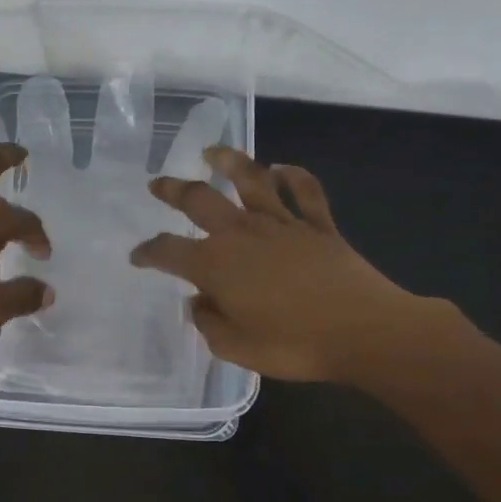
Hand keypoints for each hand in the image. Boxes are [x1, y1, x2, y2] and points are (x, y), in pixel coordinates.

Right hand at [131, 147, 436, 382]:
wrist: (363, 331)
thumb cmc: (293, 345)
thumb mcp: (235, 348)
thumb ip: (209, 323)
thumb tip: (198, 303)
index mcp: (215, 265)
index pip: (168, 251)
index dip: (148, 252)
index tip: (137, 256)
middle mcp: (242, 234)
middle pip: (200, 200)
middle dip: (173, 190)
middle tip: (157, 184)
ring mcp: (282, 224)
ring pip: (250, 180)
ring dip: (228, 162)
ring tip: (212, 153)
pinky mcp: (318, 226)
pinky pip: (304, 191)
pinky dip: (292, 176)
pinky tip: (282, 169)